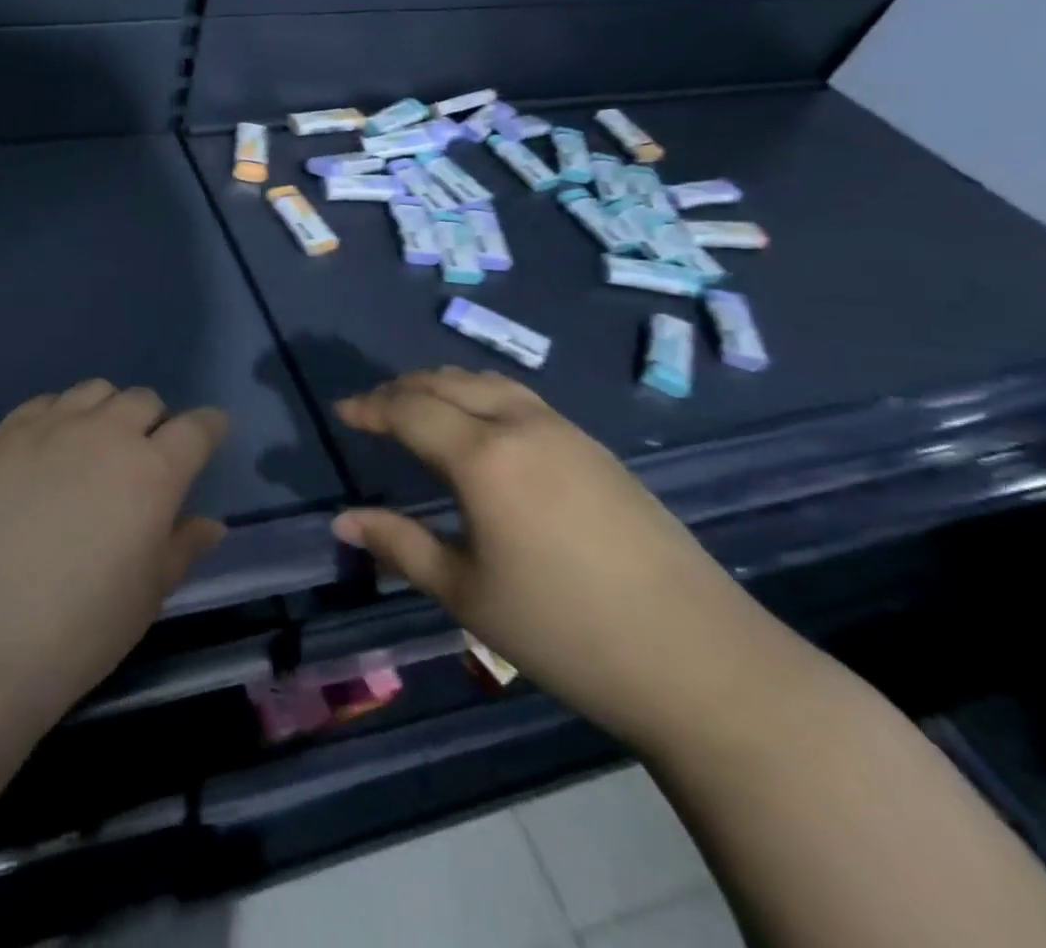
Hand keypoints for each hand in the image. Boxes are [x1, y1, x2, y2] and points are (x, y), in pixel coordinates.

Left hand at [0, 380, 227, 723]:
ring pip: (93, 391)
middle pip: (143, 400)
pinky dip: (58, 417)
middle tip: (145, 454)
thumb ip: (182, 547)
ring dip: (107, 411)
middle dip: (155, 421)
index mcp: (152, 471)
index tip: (212, 433)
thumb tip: (210, 524)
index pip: (196, 428)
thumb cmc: (80, 627)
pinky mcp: (2, 434)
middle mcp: (105, 434)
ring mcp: (49, 428)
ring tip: (95, 446)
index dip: (209, 427)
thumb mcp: (148, 594)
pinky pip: (43, 403)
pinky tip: (47, 451)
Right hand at [332, 367, 783, 748]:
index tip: (341, 411)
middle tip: (373, 408)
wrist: (705, 663)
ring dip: (444, 385)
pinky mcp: (598, 451)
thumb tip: (342, 520)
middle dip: (402, 388)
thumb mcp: (467, 594)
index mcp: (483, 457)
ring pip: (489, 383)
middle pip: (447, 383)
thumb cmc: (567, 632)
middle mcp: (522, 427)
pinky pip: (522, 399)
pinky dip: (483, 396)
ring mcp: (567, 433)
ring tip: (419, 405)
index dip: (369, 407)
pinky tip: (482, 427)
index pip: (409, 410)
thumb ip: (399, 545)